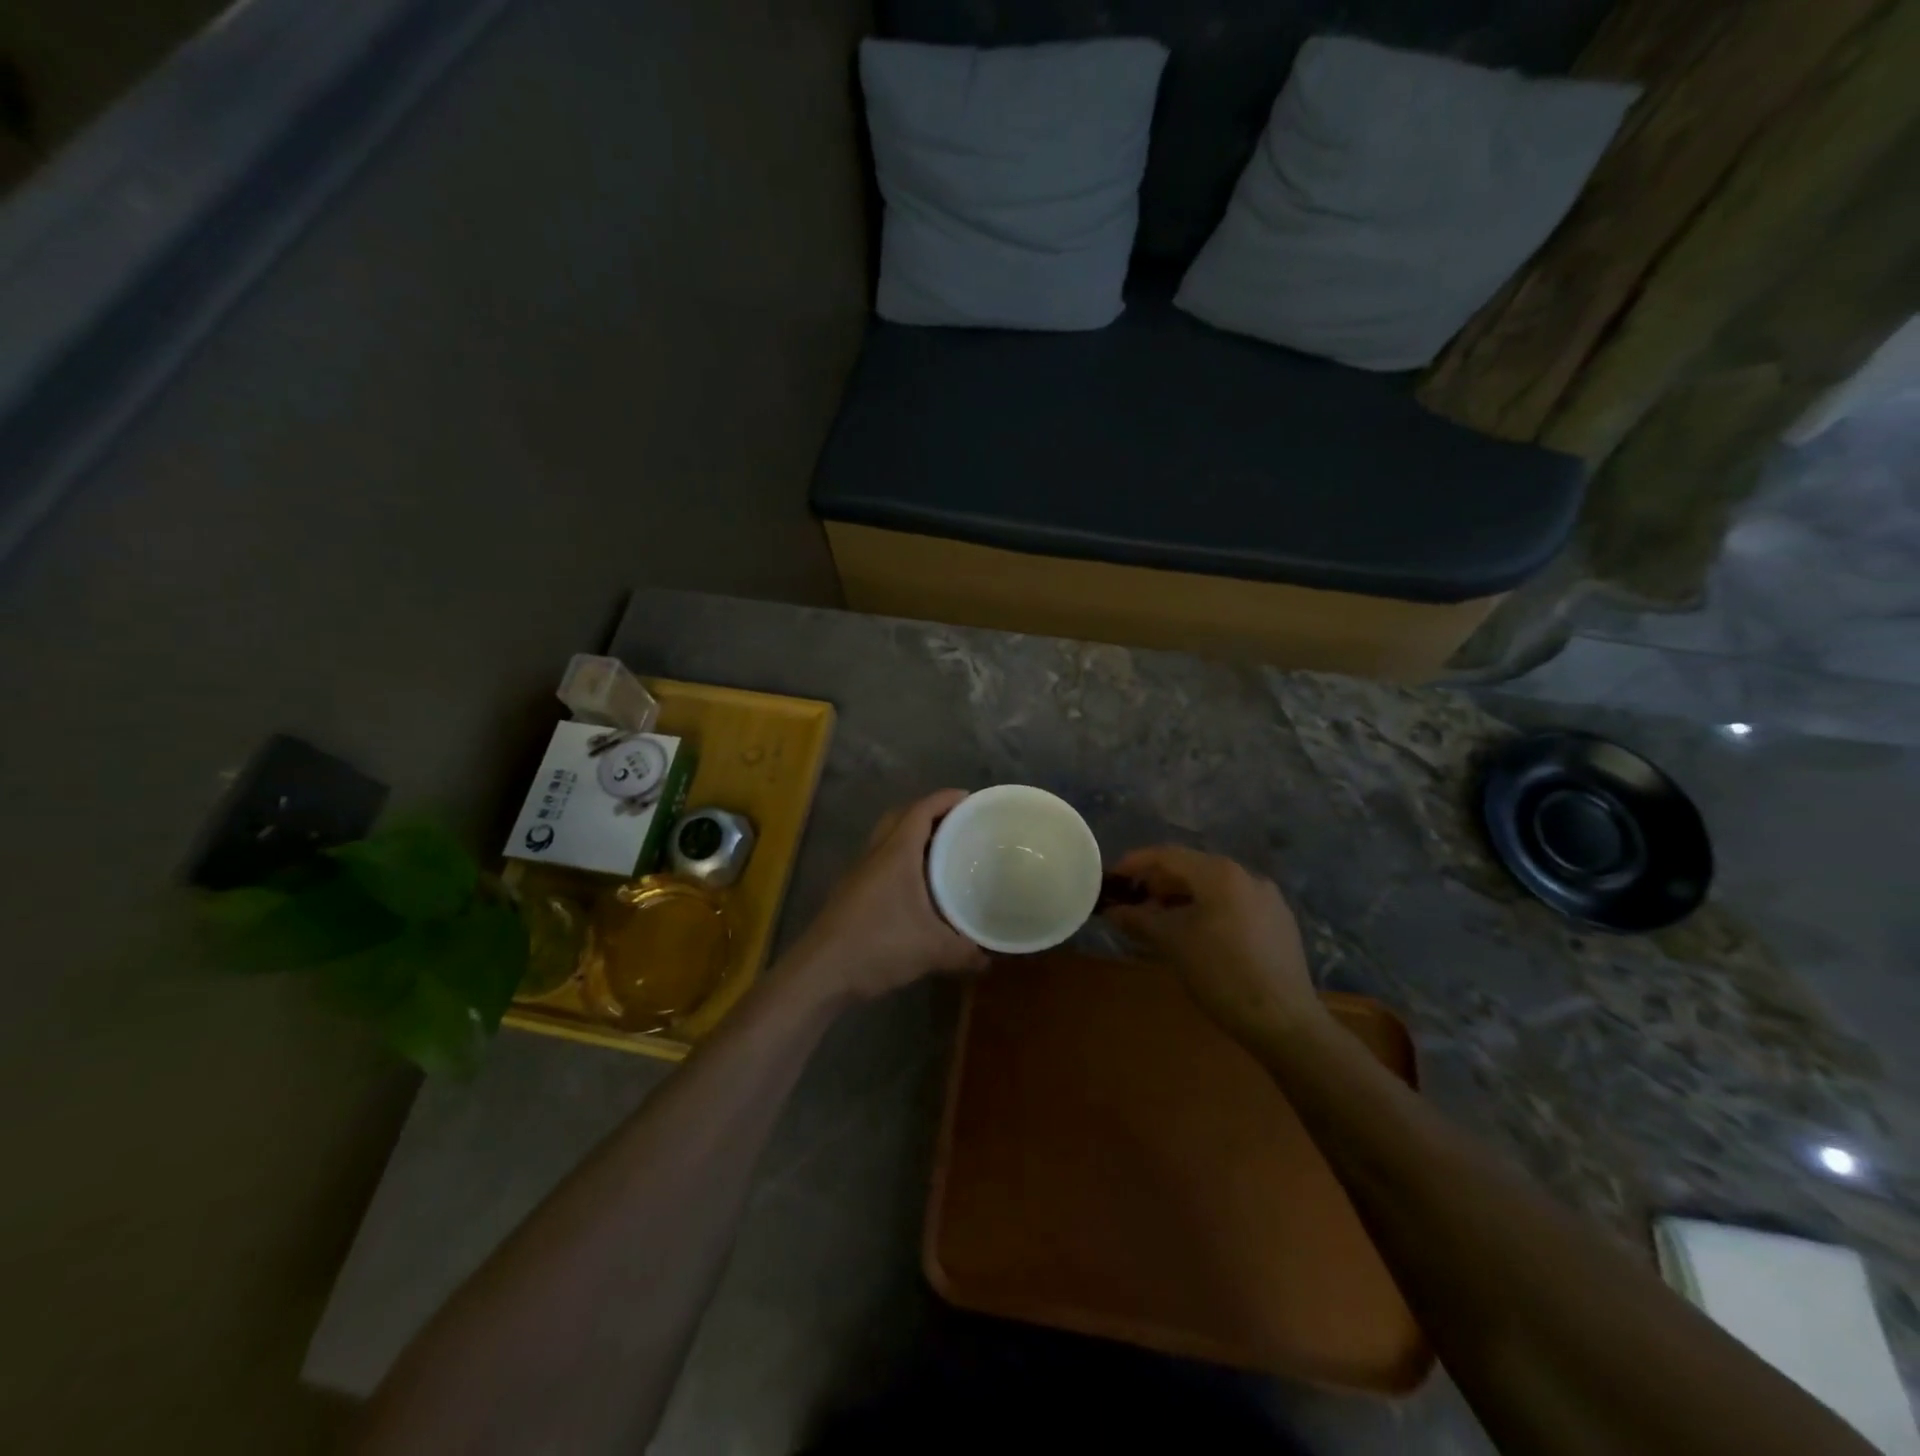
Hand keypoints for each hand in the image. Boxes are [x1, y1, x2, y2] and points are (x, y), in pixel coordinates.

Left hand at [783, 790, 988, 1003]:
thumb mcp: (932, 950)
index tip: (969, 798)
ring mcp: (858, 873)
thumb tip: (989, 958)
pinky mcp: (850, 892)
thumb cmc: (878, 946)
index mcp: (896, 853)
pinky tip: (915, 886)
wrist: (821, 972)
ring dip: (911, 836)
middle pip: (900, 817)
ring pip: (886, 838)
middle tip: (956, 823)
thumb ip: (965, 952)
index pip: (921, 810)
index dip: (945, 799)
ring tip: (940, 851)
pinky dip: (899, 859)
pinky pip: (879, 861)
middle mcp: (875, 854)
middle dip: (928, 812)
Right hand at [1103, 845, 1324, 1044]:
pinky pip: (1234, 905)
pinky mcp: (1280, 923)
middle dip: (1159, 883)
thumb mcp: (1171, 943)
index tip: (1113, 878)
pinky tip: (1197, 936)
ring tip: (1161, 921)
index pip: (1168, 855)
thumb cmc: (1220, 973)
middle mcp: (1247, 876)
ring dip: (1183, 898)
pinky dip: (1208, 911)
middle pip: (1192, 868)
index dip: (1136, 863)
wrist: (1284, 1021)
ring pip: (1214, 888)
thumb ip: (1139, 919)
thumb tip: (1113, 911)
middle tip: (1134, 903)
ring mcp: (1268, 899)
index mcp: (1220, 873)